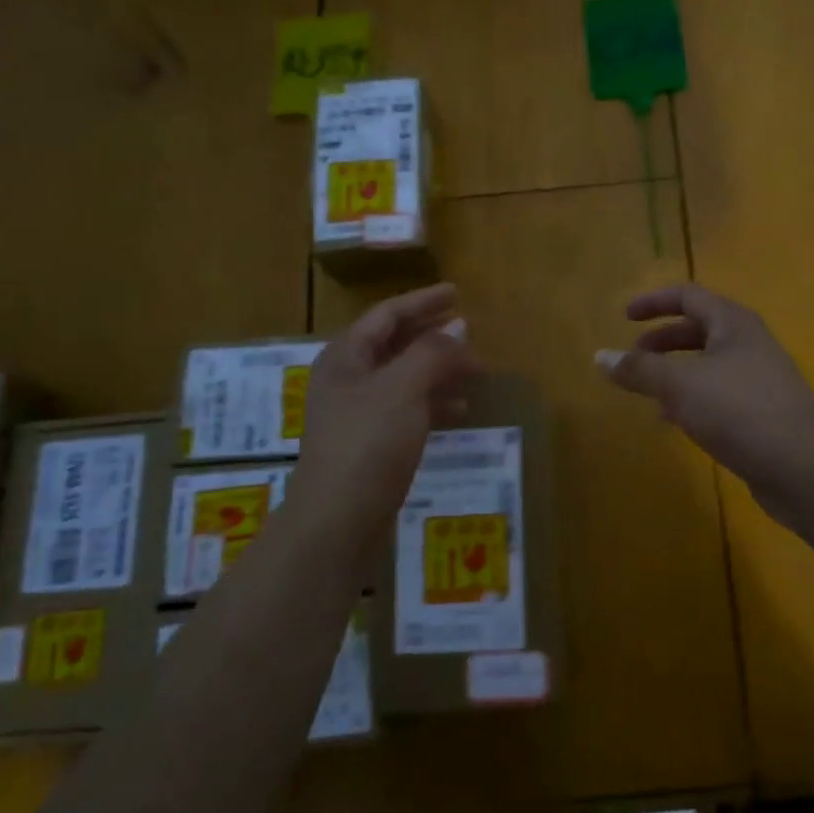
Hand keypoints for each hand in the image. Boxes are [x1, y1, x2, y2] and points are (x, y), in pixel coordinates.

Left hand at [291, 283, 477, 550]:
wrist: (338, 519)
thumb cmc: (367, 443)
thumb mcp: (403, 388)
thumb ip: (432, 353)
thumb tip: (459, 329)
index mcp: (346, 357)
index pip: (387, 315)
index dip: (423, 301)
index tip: (456, 292)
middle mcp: (349, 379)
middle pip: (395, 344)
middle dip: (434, 335)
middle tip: (470, 329)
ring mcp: (359, 413)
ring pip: (405, 377)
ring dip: (439, 369)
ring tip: (475, 371)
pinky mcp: (372, 443)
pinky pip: (408, 409)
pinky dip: (434, 402)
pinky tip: (460, 409)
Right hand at [599, 283, 813, 519]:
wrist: (804, 466)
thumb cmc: (739, 411)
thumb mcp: (680, 385)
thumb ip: (639, 370)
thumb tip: (600, 357)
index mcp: (732, 324)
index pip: (688, 296)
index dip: (654, 301)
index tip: (624, 317)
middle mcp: (748, 344)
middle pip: (698, 329)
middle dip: (662, 340)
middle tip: (633, 359)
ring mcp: (758, 379)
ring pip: (707, 364)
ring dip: (674, 372)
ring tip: (647, 392)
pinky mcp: (761, 412)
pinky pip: (718, 393)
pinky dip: (691, 398)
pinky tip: (675, 421)